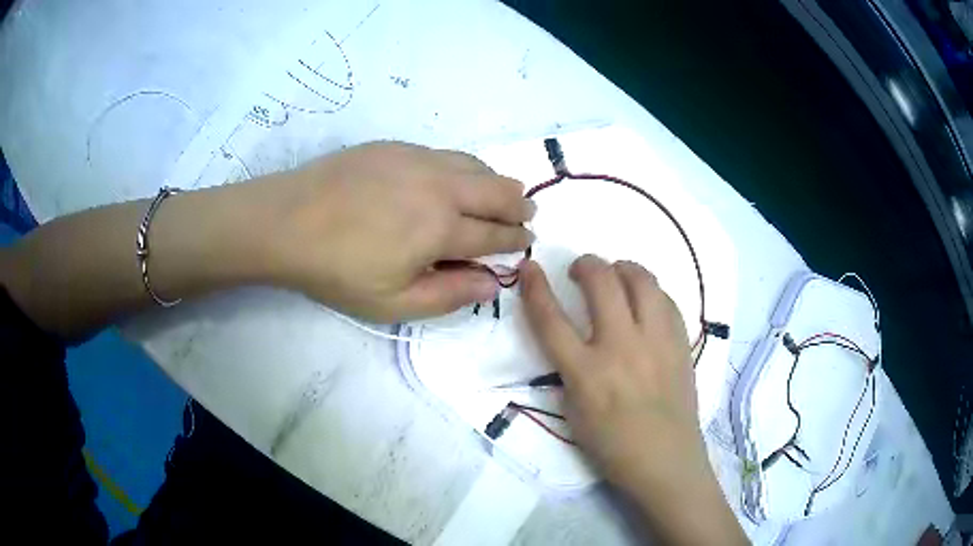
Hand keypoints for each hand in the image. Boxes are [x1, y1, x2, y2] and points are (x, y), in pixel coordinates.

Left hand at [262, 142, 534, 321]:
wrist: (286, 221)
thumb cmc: (337, 270)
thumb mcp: (393, 302)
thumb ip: (449, 294)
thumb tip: (493, 283)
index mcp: (442, 227)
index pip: (494, 234)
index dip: (515, 240)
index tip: (528, 242)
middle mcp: (440, 186)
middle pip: (496, 190)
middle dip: (519, 204)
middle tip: (528, 213)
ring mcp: (418, 159)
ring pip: (475, 165)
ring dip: (497, 181)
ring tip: (504, 192)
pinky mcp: (396, 146)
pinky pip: (446, 153)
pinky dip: (466, 166)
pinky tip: (459, 175)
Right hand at [520, 255, 746, 543]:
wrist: (665, 460)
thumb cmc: (612, 446)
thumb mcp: (573, 413)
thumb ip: (569, 371)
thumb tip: (574, 341)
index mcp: (586, 373)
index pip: (551, 319)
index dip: (536, 287)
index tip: (530, 267)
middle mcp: (622, 348)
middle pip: (602, 282)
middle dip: (586, 264)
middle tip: (581, 269)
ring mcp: (656, 342)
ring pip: (642, 280)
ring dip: (623, 268)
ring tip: (616, 275)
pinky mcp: (680, 343)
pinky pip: (667, 300)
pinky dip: (650, 291)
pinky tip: (645, 301)